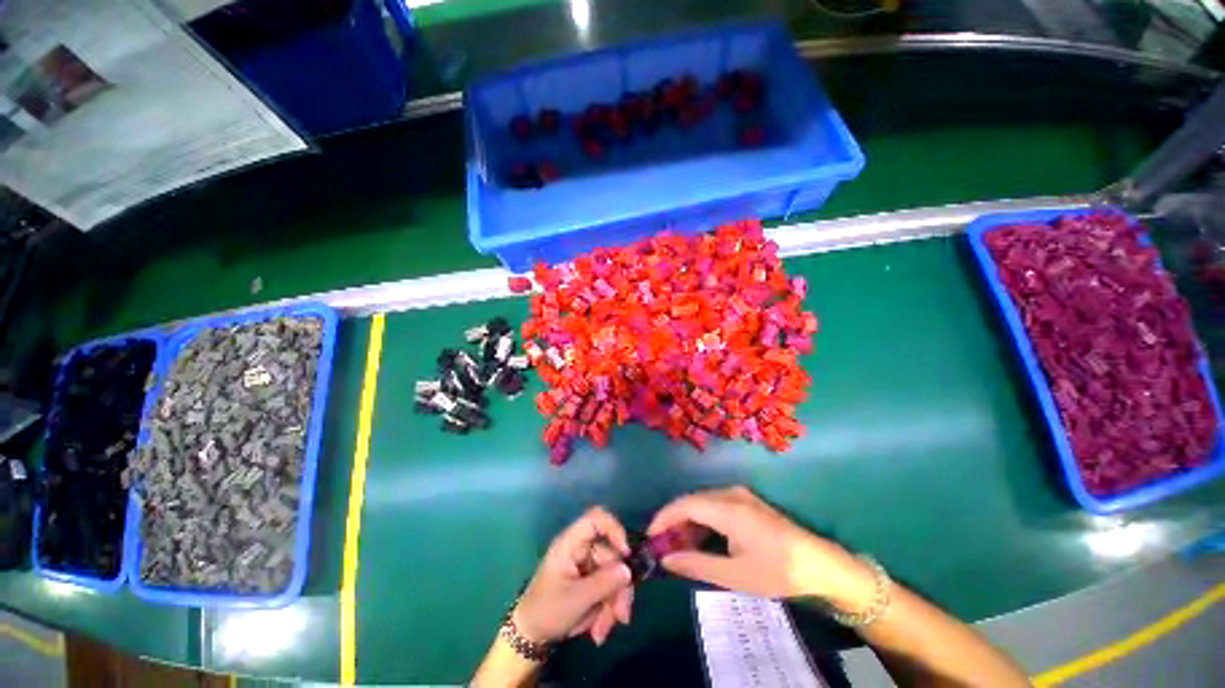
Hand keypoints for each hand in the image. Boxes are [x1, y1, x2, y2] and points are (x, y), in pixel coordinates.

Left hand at [514, 507, 634, 645]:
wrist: (530, 636)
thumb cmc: (547, 611)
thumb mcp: (576, 599)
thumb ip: (604, 582)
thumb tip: (628, 569)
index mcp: (571, 544)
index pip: (596, 519)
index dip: (614, 529)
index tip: (626, 554)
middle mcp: (581, 550)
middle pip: (611, 554)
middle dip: (618, 587)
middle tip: (620, 616)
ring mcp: (586, 565)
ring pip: (613, 575)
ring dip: (613, 604)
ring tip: (601, 631)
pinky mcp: (590, 580)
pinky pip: (608, 588)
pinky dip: (607, 609)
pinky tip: (598, 631)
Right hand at [647, 486, 874, 608]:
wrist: (819, 564)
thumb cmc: (777, 570)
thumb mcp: (734, 575)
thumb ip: (696, 564)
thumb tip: (666, 560)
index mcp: (727, 508)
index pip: (685, 504)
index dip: (664, 517)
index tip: (650, 537)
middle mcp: (730, 493)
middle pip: (692, 501)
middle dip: (674, 521)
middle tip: (663, 546)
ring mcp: (739, 495)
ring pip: (702, 502)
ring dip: (688, 521)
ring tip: (679, 546)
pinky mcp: (745, 501)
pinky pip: (714, 504)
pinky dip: (702, 519)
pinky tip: (701, 538)